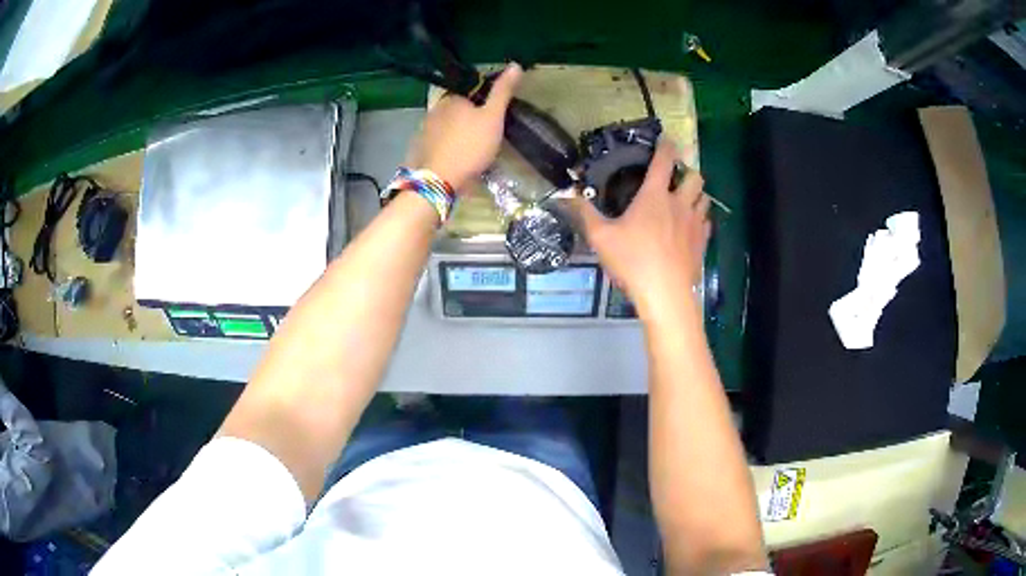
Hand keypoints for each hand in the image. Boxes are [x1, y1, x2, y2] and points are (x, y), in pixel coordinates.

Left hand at [405, 63, 523, 190]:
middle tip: (484, 137)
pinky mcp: (419, 151)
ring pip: (445, 128)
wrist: (439, 181)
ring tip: (471, 151)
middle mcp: (433, 111)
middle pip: (456, 110)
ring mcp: (423, 131)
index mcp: (451, 99)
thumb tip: (515, 65)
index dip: (482, 104)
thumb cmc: (470, 145)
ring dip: (456, 135)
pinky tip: (455, 161)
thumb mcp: (493, 117)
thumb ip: (503, 91)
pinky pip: (437, 144)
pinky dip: (446, 149)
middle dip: (468, 119)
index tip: (493, 118)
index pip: (469, 94)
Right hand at [574, 138, 710, 317]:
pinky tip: (690, 226)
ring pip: (704, 198)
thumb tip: (569, 194)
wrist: (665, 294)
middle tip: (676, 178)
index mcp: (655, 196)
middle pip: (695, 176)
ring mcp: (695, 223)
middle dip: (688, 171)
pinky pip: (706, 222)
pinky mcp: (702, 242)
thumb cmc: (632, 261)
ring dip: (696, 194)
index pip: (664, 161)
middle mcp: (679, 203)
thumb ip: (585, 213)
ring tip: (685, 199)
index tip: (666, 139)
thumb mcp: (601, 238)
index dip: (666, 146)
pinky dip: (700, 218)